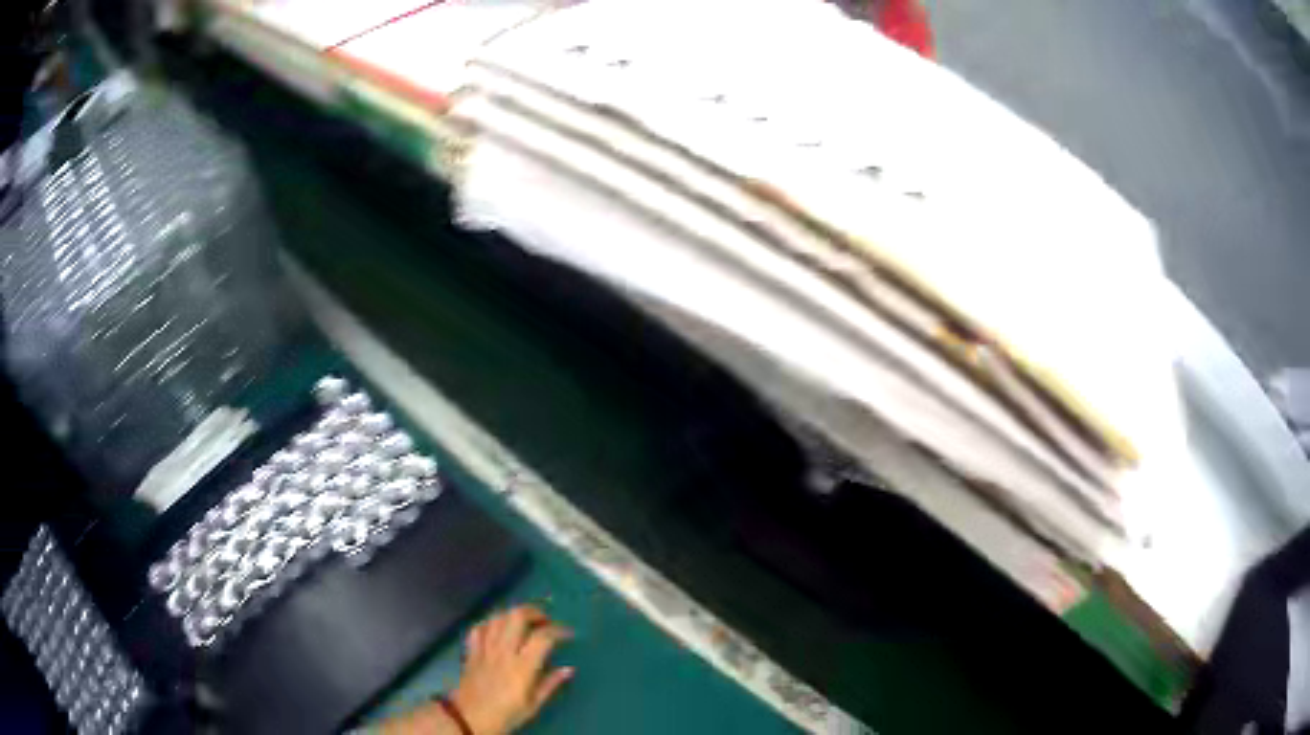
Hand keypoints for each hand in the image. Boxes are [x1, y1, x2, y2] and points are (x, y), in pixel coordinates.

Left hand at [450, 605, 573, 734]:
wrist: (470, 718)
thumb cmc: (506, 714)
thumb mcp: (533, 704)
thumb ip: (550, 684)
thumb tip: (568, 669)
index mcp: (522, 666)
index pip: (542, 637)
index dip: (558, 630)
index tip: (568, 634)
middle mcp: (503, 651)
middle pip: (517, 616)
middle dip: (534, 612)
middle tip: (544, 620)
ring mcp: (485, 649)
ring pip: (498, 618)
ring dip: (513, 615)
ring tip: (523, 623)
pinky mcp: (471, 650)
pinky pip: (479, 627)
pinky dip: (490, 624)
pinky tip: (497, 629)